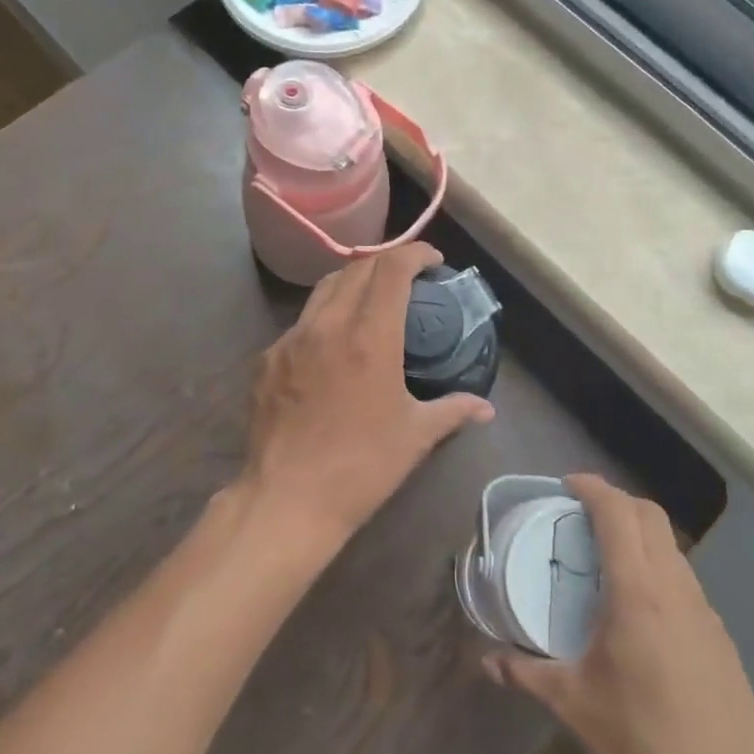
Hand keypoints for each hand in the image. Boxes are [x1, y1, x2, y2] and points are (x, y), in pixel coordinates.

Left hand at [243, 242, 494, 555]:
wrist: (287, 500)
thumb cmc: (361, 467)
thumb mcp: (415, 436)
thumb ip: (453, 410)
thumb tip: (486, 408)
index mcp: (369, 337)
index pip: (392, 269)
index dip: (414, 253)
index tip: (432, 261)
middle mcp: (328, 325)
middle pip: (356, 268)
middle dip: (385, 264)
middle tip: (406, 279)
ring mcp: (290, 339)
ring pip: (323, 290)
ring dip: (352, 283)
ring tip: (370, 301)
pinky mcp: (267, 359)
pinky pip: (300, 323)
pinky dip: (324, 318)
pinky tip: (332, 345)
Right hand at [482, 475, 753, 753]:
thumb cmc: (647, 747)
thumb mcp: (576, 708)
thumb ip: (526, 675)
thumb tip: (486, 661)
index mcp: (639, 592)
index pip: (618, 513)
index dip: (592, 487)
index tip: (566, 485)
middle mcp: (676, 589)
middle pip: (651, 516)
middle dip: (617, 501)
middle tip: (581, 515)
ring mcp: (706, 613)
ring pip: (672, 547)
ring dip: (640, 534)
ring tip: (605, 560)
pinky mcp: (721, 640)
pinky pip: (685, 580)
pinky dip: (658, 569)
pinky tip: (639, 611)